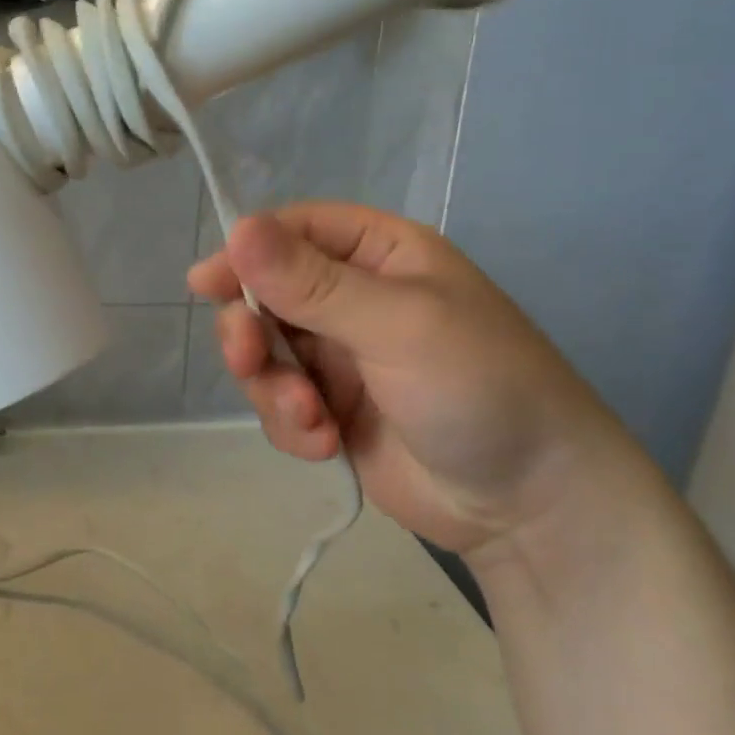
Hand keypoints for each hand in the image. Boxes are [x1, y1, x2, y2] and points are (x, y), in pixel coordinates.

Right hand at [188, 203, 646, 558]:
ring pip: (267, 353)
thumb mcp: (397, 325)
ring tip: (309, 419)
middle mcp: (355, 298)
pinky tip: (324, 445)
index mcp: (380, 254)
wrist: (529, 505)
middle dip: (252, 331)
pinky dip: (291, 424)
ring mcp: (342, 357)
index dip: (247, 251)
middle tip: (249, 360)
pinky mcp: (333, 410)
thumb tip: (238, 229)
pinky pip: (281, 403)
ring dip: (272, 387)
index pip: (296, 231)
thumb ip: (313, 283)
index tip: (206, 283)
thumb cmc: (479, 387)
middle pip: (267, 294)